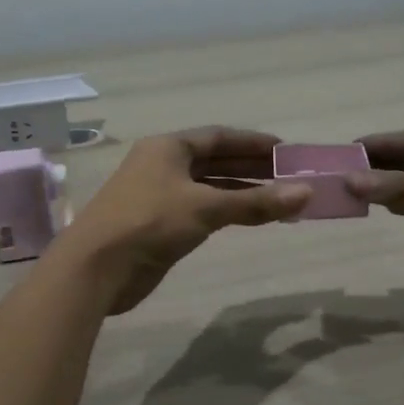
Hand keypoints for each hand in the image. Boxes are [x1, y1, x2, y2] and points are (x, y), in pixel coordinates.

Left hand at [63, 128, 310, 313]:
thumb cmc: (149, 223)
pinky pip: (200, 210)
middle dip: (251, 168)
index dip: (253, 142)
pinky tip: (248, 219)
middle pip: (214, 160)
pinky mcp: (158, 224)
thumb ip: (256, 202)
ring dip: (241, 192)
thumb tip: (306, 192)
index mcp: (168, 147)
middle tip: (289, 176)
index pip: (219, 136)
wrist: (96, 268)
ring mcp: (158, 195)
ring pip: (208, 187)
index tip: (286, 150)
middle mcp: (162, 165)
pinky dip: (225, 212)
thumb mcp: (206, 208)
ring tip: (278, 199)